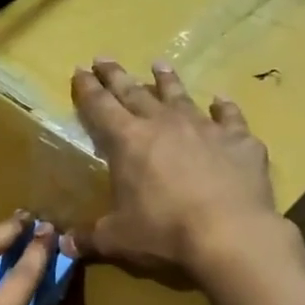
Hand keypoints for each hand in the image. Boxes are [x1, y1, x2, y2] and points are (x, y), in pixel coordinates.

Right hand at [68, 58, 289, 287]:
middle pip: (135, 93)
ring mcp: (205, 129)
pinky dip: (223, 107)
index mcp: (128, 142)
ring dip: (167, 81)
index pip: (101, 107)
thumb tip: (65, 246)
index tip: (80, 70)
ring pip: (180, 97)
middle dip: (117, 76)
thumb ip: (90, 238)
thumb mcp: (118, 239)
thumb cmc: (164, 233)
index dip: (88, 90)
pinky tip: (220, 100)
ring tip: (159, 65)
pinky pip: (229, 117)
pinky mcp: (240, 141)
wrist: (231, 234)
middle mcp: (164, 124)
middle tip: (104, 59)